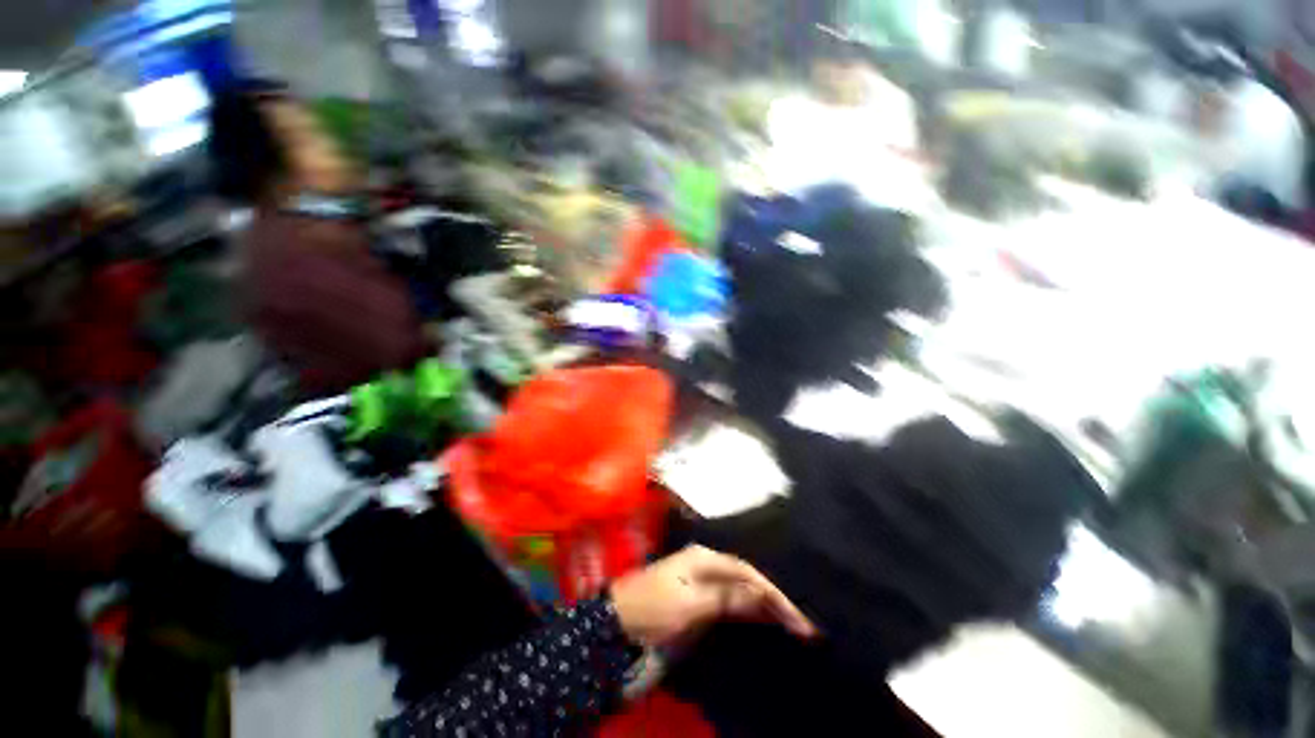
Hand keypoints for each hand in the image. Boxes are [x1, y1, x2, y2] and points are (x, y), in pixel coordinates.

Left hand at [608, 545, 816, 647]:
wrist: (619, 623)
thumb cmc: (654, 608)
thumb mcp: (690, 604)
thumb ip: (727, 598)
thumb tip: (761, 595)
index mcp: (704, 557)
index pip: (747, 572)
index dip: (773, 592)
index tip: (797, 616)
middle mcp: (706, 563)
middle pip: (746, 579)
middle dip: (773, 599)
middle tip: (802, 623)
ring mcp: (702, 580)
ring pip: (741, 590)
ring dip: (764, 606)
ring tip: (792, 623)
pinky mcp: (699, 598)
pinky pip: (731, 603)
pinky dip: (749, 612)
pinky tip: (764, 621)